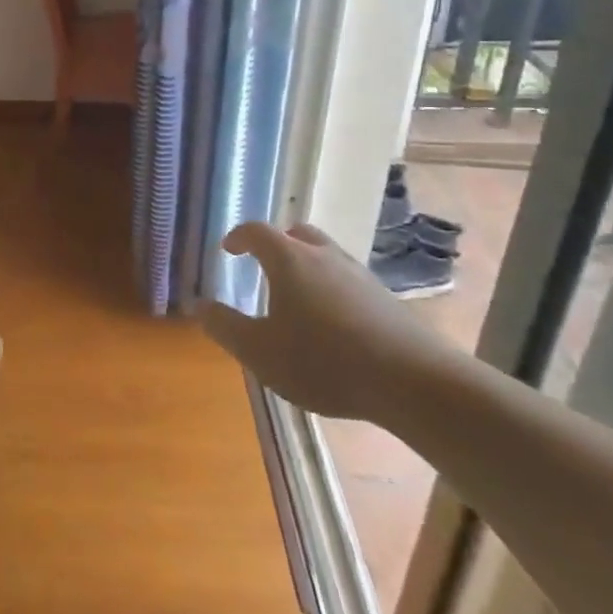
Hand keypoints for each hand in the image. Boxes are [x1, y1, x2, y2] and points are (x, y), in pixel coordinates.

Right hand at [203, 222, 454, 423]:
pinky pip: (347, 280)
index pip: (257, 231)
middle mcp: (324, 256)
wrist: (414, 381)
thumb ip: (226, 327)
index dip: (239, 237)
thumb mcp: (261, 351)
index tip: (228, 249)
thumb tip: (199, 305)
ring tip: (296, 297)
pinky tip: (331, 323)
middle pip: (296, 234)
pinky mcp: (385, 298)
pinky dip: (331, 289)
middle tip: (263, 265)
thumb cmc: (324, 361)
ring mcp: (359, 275)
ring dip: (306, 266)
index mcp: (289, 259)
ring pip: (325, 256)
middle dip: (276, 244)